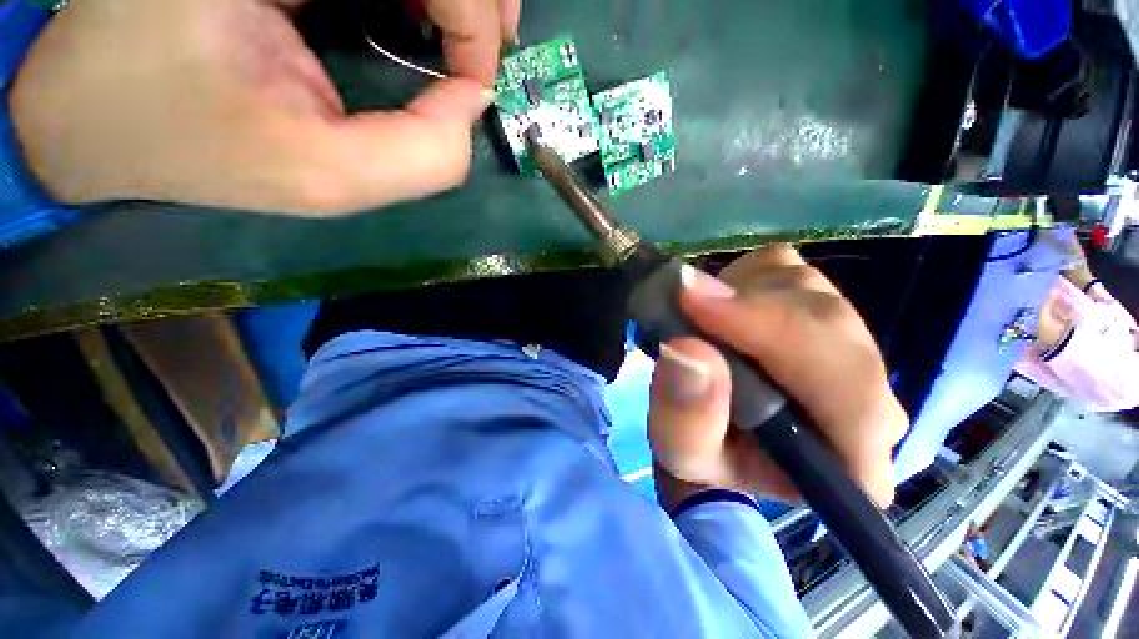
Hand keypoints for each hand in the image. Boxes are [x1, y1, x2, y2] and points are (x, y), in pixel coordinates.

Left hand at [10, 0, 519, 214]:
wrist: (98, 111)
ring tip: (457, 47)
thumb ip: (424, 158)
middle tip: (484, 58)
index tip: (472, 88)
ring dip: (454, 3)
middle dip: (479, 6)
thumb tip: (473, 102)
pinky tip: (409, 21)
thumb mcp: (321, 178)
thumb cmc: (194, 141)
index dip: (475, 28)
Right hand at [648, 245, 907, 509]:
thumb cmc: (704, 453)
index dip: (775, 338)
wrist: (719, 434)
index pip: (851, 394)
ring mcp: (848, 344)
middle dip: (748, 310)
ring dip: (740, 295)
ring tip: (701, 321)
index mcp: (850, 461)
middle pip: (829, 324)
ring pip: (806, 287)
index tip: (696, 308)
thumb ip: (686, 416)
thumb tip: (687, 349)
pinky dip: (742, 277)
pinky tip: (720, 306)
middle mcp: (868, 398)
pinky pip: (786, 267)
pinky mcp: (818, 308)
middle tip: (684, 301)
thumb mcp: (681, 450)